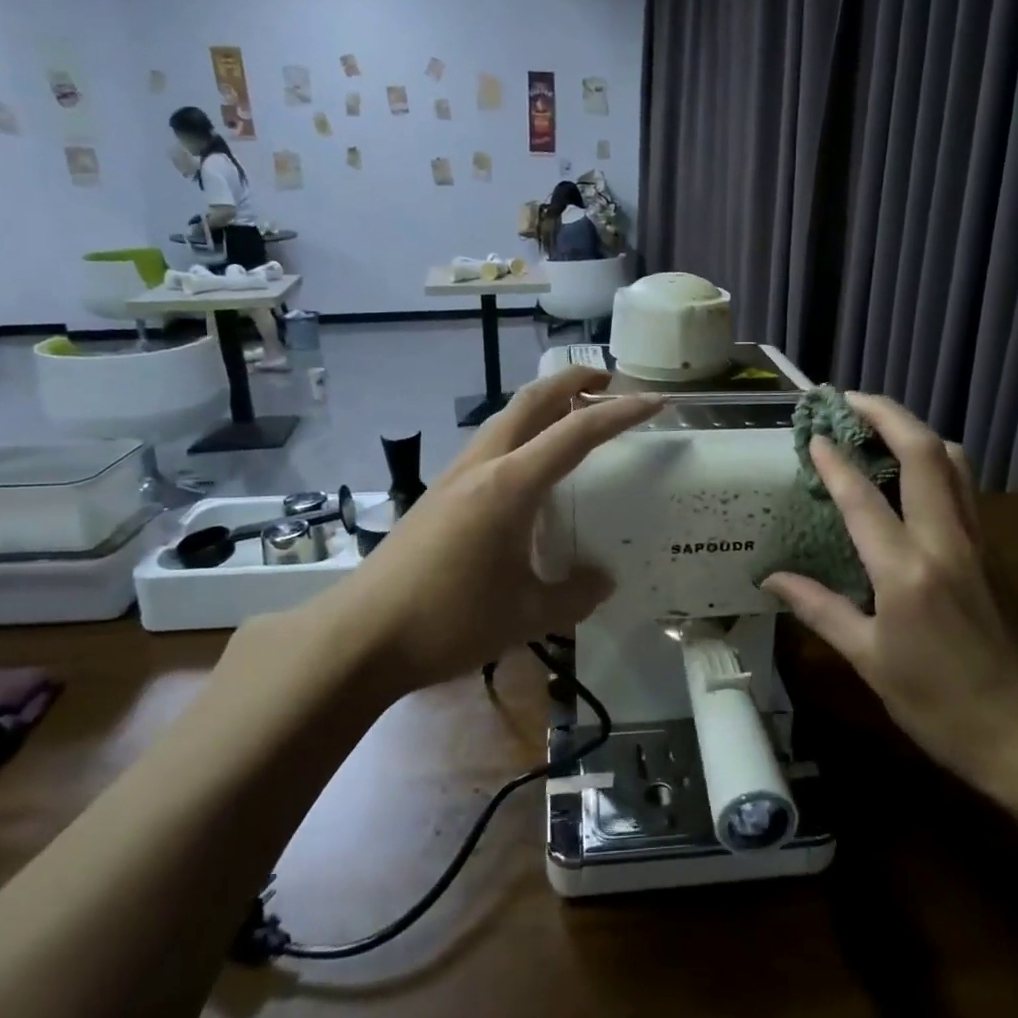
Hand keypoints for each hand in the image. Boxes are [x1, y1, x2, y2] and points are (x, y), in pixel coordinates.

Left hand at [334, 368, 660, 691]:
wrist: (361, 636)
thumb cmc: (450, 621)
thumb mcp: (527, 614)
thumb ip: (575, 594)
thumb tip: (601, 580)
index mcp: (511, 485)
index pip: (577, 433)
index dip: (621, 413)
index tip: (656, 401)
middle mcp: (482, 466)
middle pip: (531, 401)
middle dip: (572, 381)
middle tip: (607, 381)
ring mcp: (454, 477)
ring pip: (505, 419)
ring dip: (543, 407)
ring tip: (574, 421)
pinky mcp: (438, 495)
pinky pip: (490, 446)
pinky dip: (521, 435)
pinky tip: (530, 474)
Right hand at [760, 393, 1017, 796]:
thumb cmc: (939, 705)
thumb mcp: (869, 662)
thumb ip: (819, 609)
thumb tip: (772, 579)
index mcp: (907, 573)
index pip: (863, 498)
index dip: (835, 460)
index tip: (813, 434)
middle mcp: (946, 542)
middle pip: (924, 453)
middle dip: (887, 414)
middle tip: (850, 399)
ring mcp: (979, 541)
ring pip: (954, 462)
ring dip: (916, 432)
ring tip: (879, 425)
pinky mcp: (995, 550)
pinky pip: (964, 486)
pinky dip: (935, 461)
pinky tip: (911, 474)